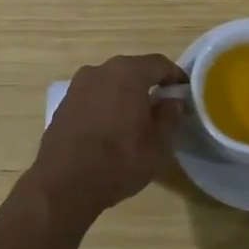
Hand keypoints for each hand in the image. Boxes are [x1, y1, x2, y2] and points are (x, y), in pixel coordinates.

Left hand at [25, 53, 186, 224]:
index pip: (160, 64)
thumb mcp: (157, 144)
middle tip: (162, 108)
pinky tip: (110, 129)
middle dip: (149, 85)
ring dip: (125, 95)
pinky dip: (106, 105)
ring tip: (135, 120)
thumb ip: (169, 116)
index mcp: (128, 73)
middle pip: (133, 70)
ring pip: (111, 83)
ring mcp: (78, 85)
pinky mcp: (64, 103)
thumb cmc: (118, 161)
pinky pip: (94, 96)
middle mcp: (101, 70)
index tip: (185, 93)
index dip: (176, 77)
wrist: (63, 184)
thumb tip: (173, 102)